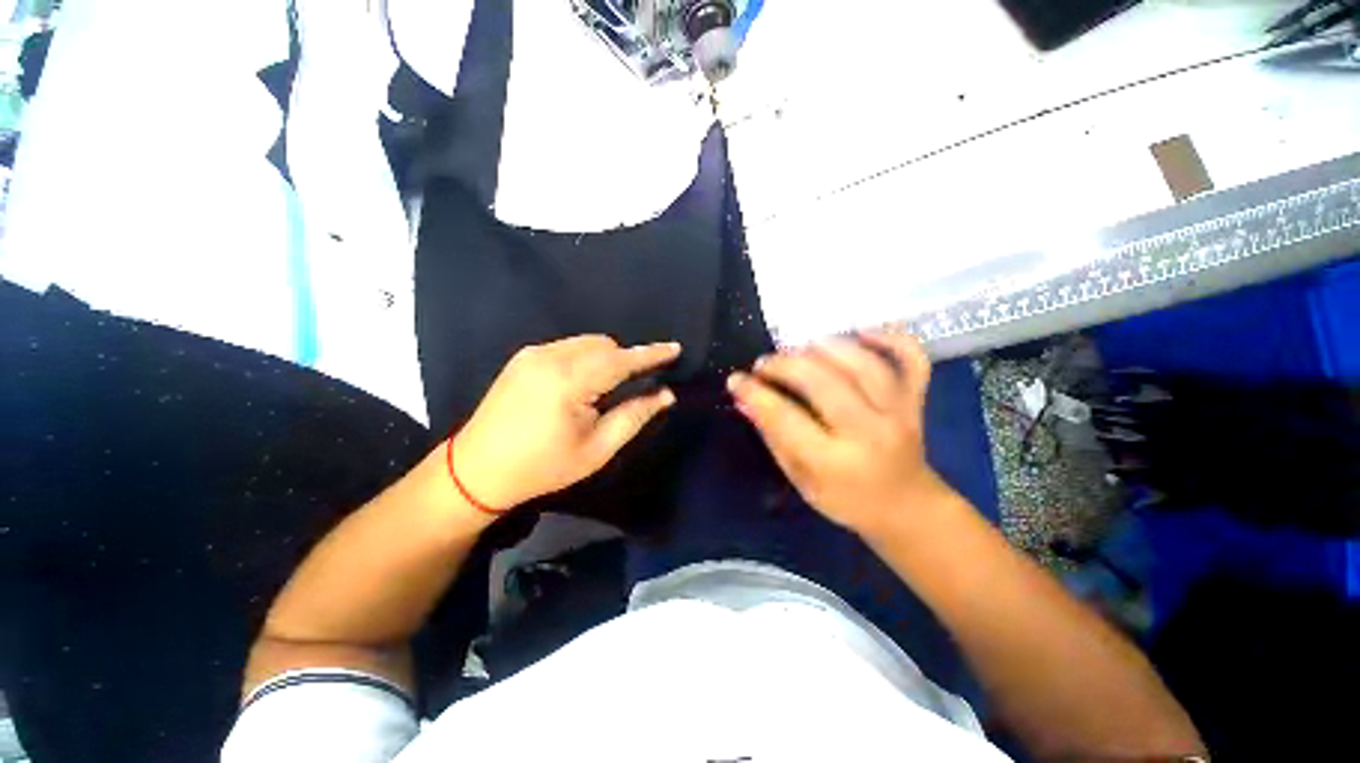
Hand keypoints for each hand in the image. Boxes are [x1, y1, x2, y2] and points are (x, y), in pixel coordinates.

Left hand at [451, 335, 680, 509]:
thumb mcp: (597, 449)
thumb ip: (634, 416)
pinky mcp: (524, 356)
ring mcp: (534, 353)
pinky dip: (586, 358)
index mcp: (570, 382)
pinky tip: (581, 383)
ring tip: (606, 388)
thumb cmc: (543, 466)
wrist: (478, 470)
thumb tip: (665, 394)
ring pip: (587, 343)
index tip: (675, 348)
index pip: (622, 360)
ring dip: (606, 358)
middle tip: (635, 385)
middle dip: (626, 359)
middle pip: (605, 345)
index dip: (651, 354)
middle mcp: (550, 357)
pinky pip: (569, 346)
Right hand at [727, 331, 949, 533]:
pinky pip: (912, 359)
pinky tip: (861, 332)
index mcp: (834, 463)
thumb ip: (773, 437)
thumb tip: (745, 400)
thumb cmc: (845, 500)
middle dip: (785, 365)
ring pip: (864, 364)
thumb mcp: (800, 479)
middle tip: (763, 363)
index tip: (736, 380)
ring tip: (799, 347)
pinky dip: (890, 338)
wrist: (905, 508)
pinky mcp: (916, 401)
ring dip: (826, 346)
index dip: (756, 394)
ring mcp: (899, 414)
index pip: (786, 419)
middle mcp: (869, 434)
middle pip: (824, 383)